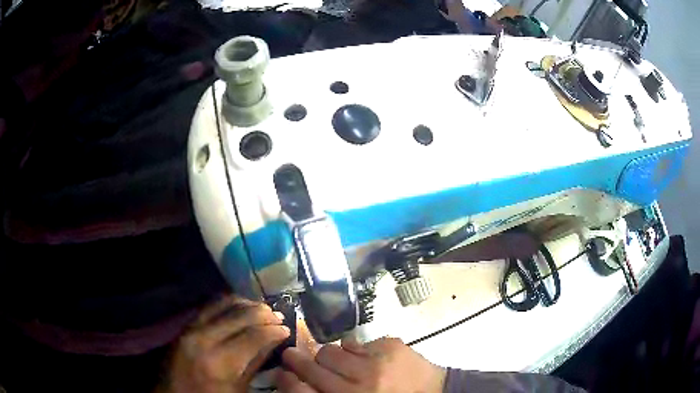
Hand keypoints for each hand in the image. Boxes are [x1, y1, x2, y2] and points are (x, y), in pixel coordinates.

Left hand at [156, 295, 289, 392]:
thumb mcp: (238, 389)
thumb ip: (254, 364)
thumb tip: (273, 342)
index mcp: (219, 362)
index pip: (254, 336)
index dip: (274, 330)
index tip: (287, 330)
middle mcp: (203, 338)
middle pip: (240, 315)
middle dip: (264, 314)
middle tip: (279, 317)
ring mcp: (191, 328)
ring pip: (223, 304)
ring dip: (246, 304)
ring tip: (262, 310)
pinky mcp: (185, 326)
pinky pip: (209, 306)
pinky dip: (228, 303)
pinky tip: (239, 307)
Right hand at [276, 337, 445, 392]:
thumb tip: (301, 382)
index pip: (303, 392)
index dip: (287, 381)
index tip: (282, 373)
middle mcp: (360, 385)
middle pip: (314, 366)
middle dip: (298, 359)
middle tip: (293, 355)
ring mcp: (376, 363)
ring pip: (332, 349)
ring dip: (330, 356)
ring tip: (339, 361)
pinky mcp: (391, 346)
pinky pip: (356, 342)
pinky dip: (355, 350)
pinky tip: (366, 359)